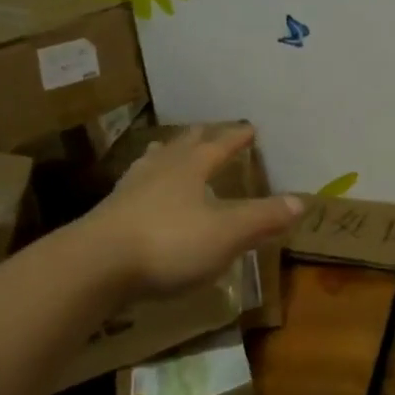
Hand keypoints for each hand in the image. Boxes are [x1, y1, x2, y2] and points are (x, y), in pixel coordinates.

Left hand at [79, 125, 303, 300]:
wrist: (94, 267)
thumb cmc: (169, 243)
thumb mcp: (227, 233)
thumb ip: (263, 218)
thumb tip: (300, 201)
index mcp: (190, 170)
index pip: (218, 147)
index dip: (235, 138)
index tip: (249, 127)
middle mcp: (158, 173)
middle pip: (180, 148)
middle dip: (197, 139)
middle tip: (205, 129)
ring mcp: (128, 194)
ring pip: (150, 165)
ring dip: (163, 156)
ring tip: (165, 149)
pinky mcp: (106, 218)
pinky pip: (131, 191)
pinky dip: (141, 186)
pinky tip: (137, 195)